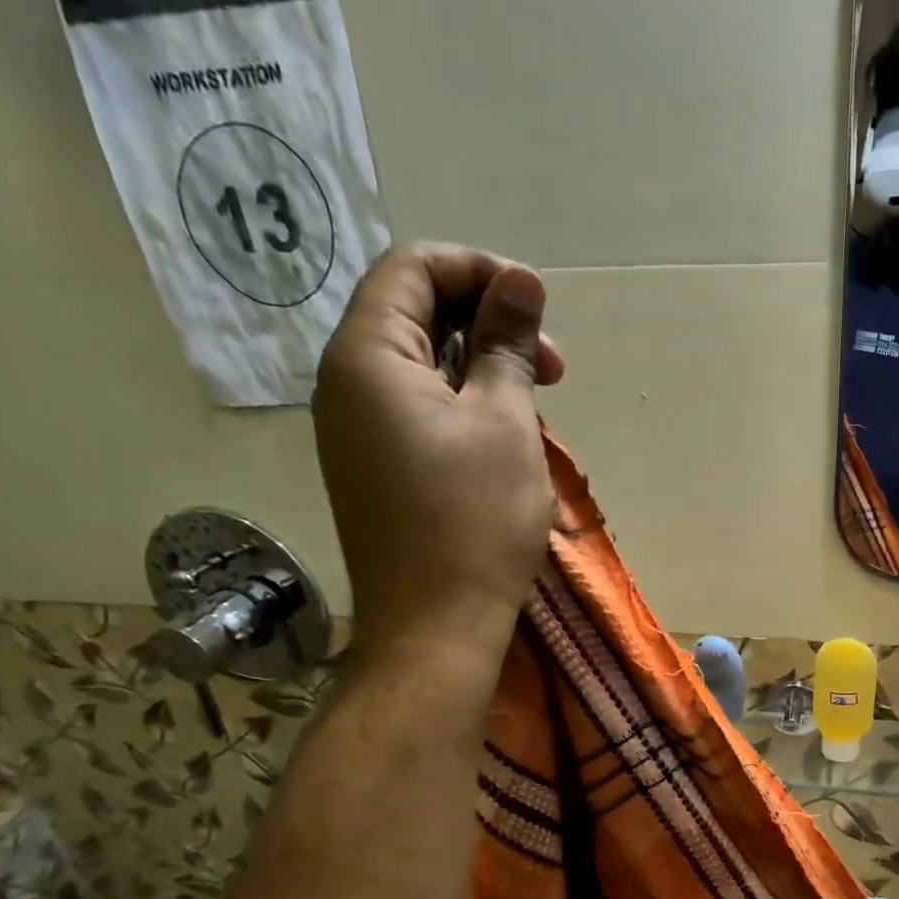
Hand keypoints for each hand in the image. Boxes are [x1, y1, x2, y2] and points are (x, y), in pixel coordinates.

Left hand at [313, 243, 567, 664]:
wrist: (433, 629)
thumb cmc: (474, 522)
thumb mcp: (504, 423)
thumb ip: (507, 344)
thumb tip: (520, 282)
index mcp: (366, 356)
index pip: (412, 269)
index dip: (479, 271)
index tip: (537, 309)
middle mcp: (345, 385)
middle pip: (413, 315)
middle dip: (487, 324)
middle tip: (553, 369)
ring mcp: (355, 432)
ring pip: (420, 367)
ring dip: (481, 371)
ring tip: (535, 409)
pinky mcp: (373, 471)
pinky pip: (416, 412)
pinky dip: (463, 408)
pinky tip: (504, 441)